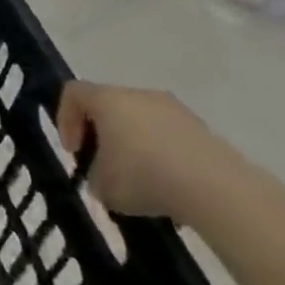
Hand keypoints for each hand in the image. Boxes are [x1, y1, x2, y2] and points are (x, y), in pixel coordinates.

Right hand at [56, 82, 233, 221]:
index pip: (73, 93)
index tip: (75, 151)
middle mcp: (140, 95)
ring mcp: (176, 111)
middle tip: (104, 165)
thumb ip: (93, 175)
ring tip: (141, 181)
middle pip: (109, 105)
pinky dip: (164, 156)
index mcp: (107, 99)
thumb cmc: (145, 177)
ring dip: (134, 145)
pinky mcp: (204, 131)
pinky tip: (169, 186)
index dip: (65, 119)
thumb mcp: (102, 185)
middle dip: (102, 134)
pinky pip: (171, 137)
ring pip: (142, 121)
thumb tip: (105, 175)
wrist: (219, 191)